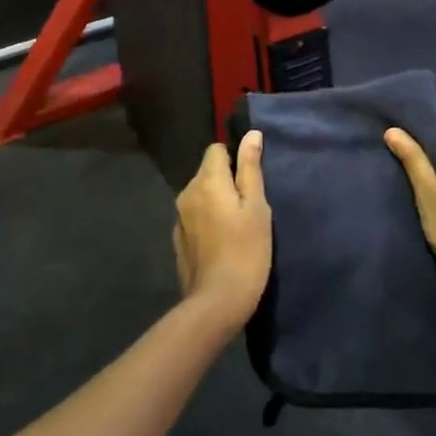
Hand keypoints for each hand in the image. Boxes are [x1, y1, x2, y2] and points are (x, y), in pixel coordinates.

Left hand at [173, 131, 271, 334]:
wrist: (217, 301)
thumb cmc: (246, 250)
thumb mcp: (257, 207)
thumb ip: (251, 169)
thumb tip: (251, 134)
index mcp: (207, 180)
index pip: (216, 150)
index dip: (235, 157)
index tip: (251, 178)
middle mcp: (187, 192)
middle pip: (207, 172)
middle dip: (226, 180)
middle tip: (250, 205)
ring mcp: (179, 217)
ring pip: (201, 195)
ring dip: (217, 201)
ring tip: (238, 224)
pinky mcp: (178, 239)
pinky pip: (195, 216)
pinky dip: (208, 220)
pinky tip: (222, 241)